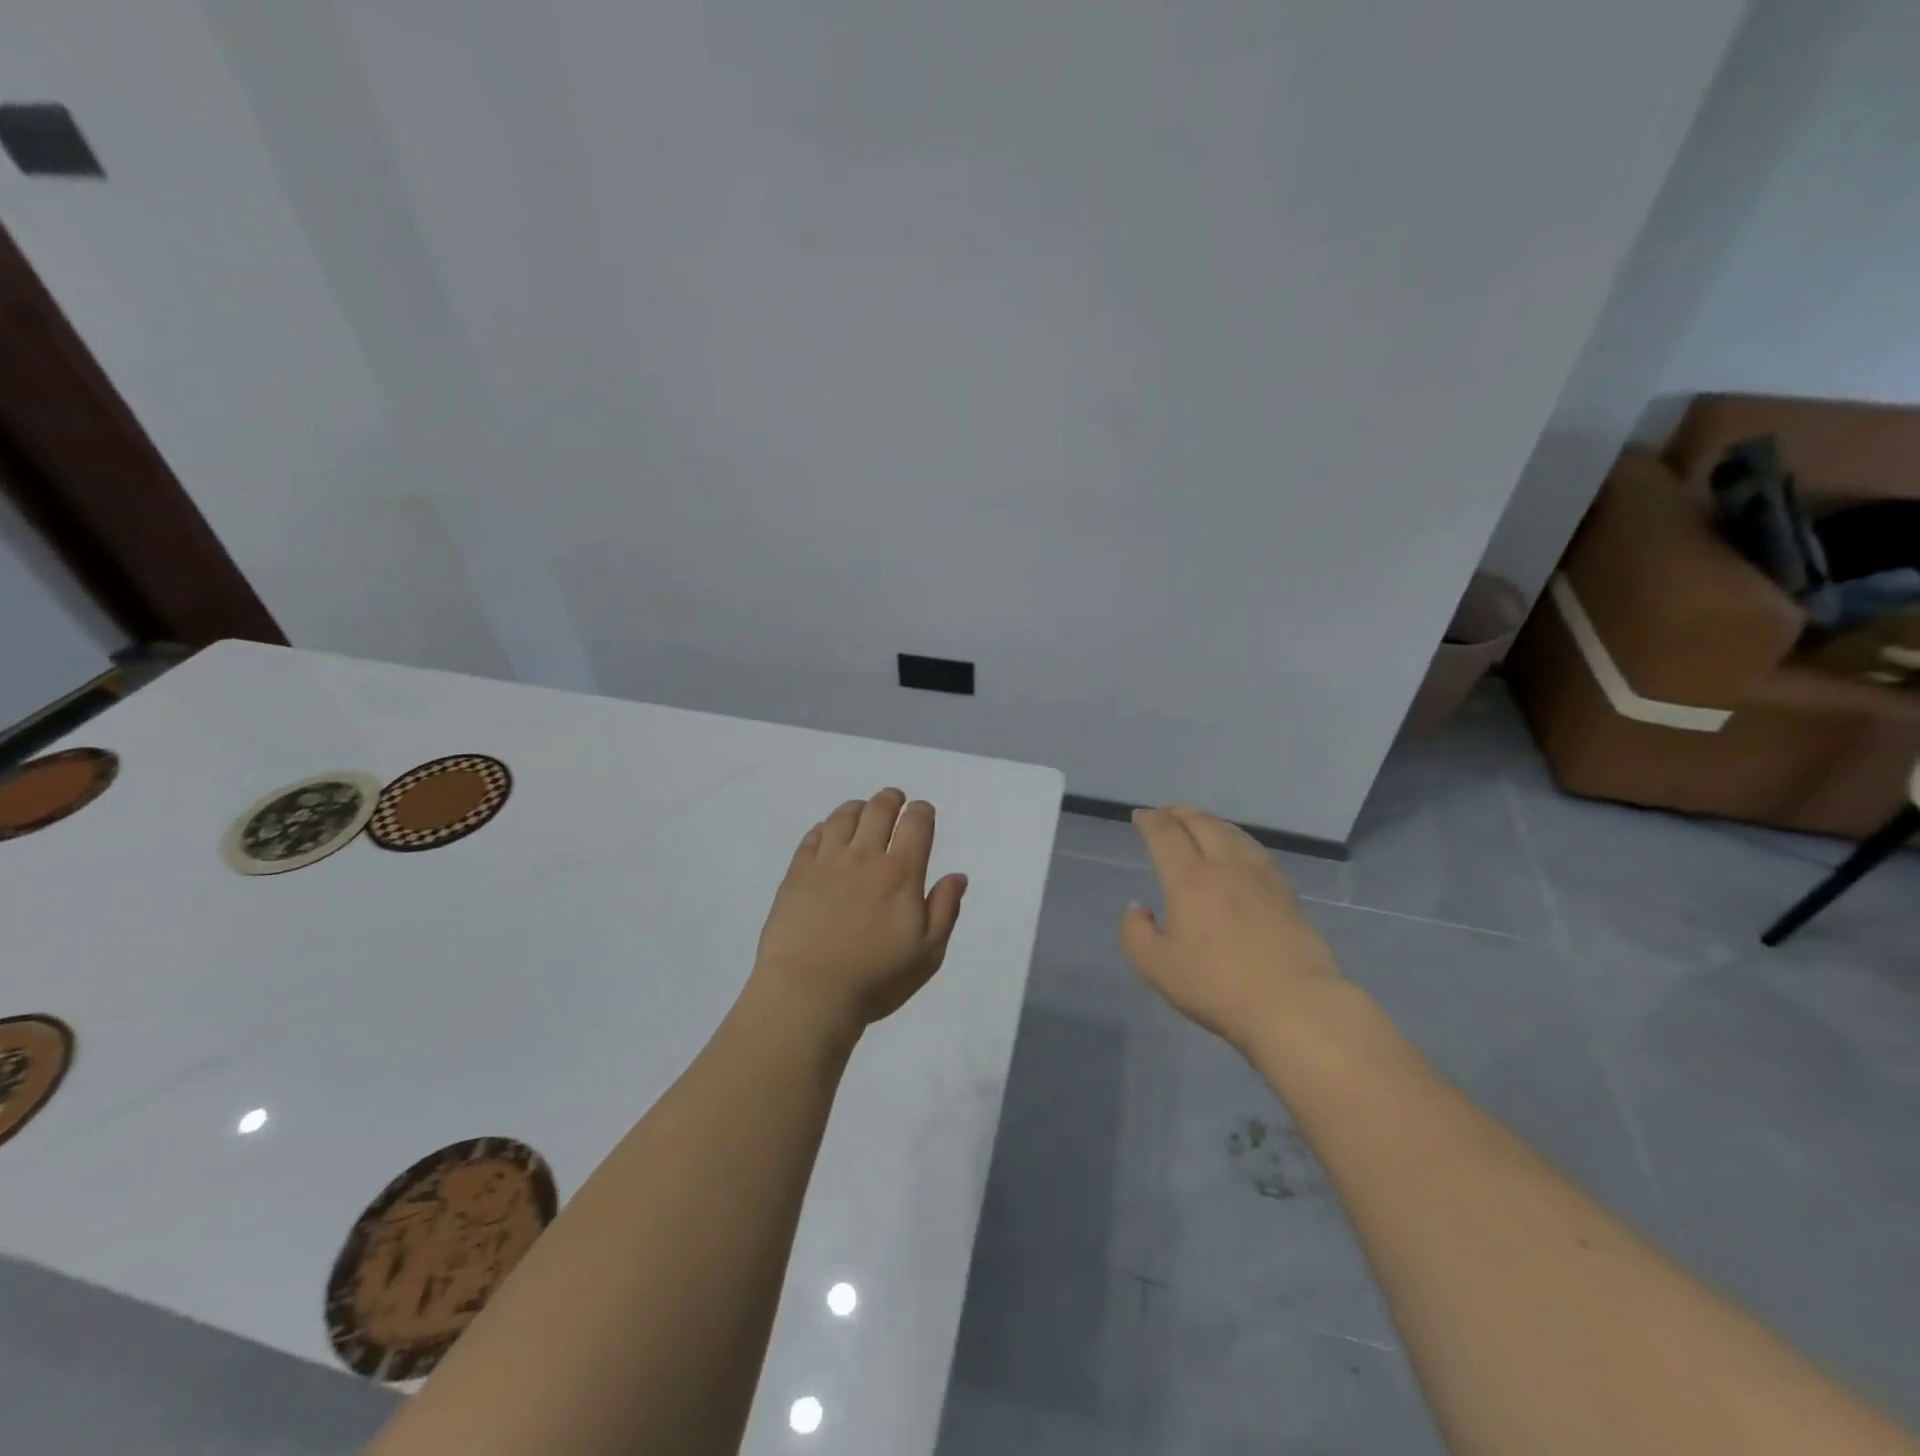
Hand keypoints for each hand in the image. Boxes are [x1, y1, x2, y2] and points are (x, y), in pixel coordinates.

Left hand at [749, 788, 968, 1041]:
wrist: (807, 994)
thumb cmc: (874, 979)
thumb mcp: (927, 954)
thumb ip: (944, 910)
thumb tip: (957, 876)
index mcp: (900, 874)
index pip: (915, 824)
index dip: (922, 811)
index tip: (922, 812)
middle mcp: (864, 857)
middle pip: (878, 810)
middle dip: (891, 799)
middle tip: (894, 799)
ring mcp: (825, 863)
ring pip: (843, 817)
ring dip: (857, 807)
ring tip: (862, 810)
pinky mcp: (796, 875)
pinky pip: (811, 838)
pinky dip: (823, 827)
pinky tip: (826, 832)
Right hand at [1120, 805, 1342, 1051]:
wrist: (1294, 1005)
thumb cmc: (1217, 986)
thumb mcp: (1156, 968)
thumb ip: (1136, 934)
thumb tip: (1138, 908)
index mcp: (1188, 879)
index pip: (1165, 834)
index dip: (1150, 821)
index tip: (1140, 817)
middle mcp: (1224, 866)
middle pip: (1201, 824)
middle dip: (1180, 813)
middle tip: (1166, 812)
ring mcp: (1261, 877)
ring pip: (1233, 833)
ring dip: (1211, 821)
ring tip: (1201, 822)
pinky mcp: (1287, 893)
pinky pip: (1256, 851)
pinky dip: (1238, 839)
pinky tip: (1240, 850)